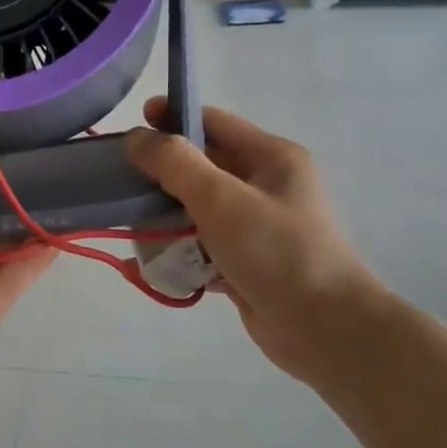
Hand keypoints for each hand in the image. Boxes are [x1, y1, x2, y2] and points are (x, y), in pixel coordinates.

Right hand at [126, 99, 385, 383]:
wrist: (324, 330)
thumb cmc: (276, 252)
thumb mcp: (222, 199)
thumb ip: (176, 164)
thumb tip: (137, 138)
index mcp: (272, 158)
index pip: (214, 123)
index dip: (173, 118)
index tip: (132, 127)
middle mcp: (267, 186)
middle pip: (203, 167)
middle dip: (163, 174)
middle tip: (122, 181)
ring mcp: (258, 226)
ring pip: (199, 209)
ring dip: (167, 217)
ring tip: (133, 227)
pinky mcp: (247, 262)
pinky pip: (204, 246)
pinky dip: (180, 252)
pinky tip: (151, 264)